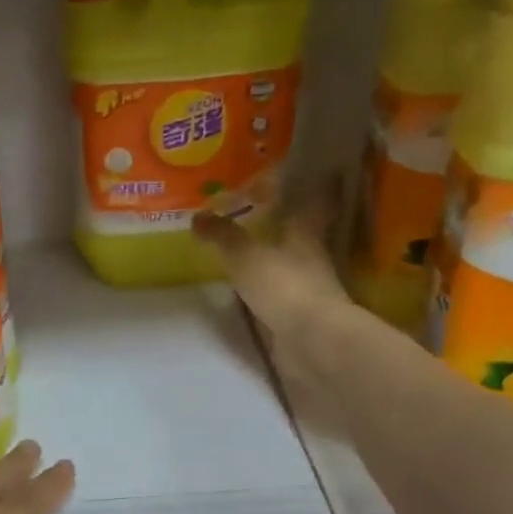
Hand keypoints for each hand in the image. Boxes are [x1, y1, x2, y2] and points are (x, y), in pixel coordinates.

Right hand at [193, 195, 361, 389]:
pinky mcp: (299, 318)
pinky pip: (280, 295)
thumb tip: (198, 216)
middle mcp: (311, 258)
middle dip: (285, 224)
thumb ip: (223, 236)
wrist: (313, 342)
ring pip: (290, 265)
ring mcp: (307, 290)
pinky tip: (249, 288)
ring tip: (247, 249)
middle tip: (261, 210)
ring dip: (274, 258)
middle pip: (301, 235)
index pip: (313, 203)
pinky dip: (267, 289)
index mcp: (306, 235)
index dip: (312, 188)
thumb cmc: (285, 286)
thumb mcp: (246, 256)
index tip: (314, 171)